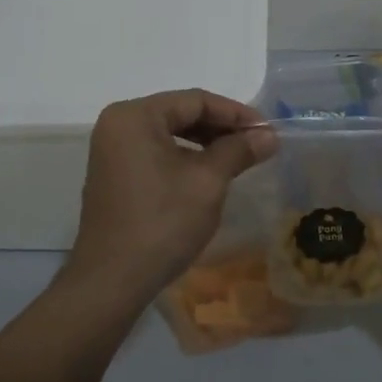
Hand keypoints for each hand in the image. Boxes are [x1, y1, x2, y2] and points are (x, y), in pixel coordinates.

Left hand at [67, 90, 275, 304]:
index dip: (236, 114)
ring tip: (240, 159)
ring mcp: (112, 151)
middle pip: (180, 114)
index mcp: (135, 116)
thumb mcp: (207, 182)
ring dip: (206, 144)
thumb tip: (269, 137)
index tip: (268, 131)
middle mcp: (118, 125)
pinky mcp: (115, 176)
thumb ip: (238, 150)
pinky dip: (185, 159)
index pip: (195, 100)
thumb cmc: (162, 223)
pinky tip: (210, 174)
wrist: (112, 281)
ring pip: (169, 135)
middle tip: (258, 145)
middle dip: (222, 128)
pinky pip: (156, 154)